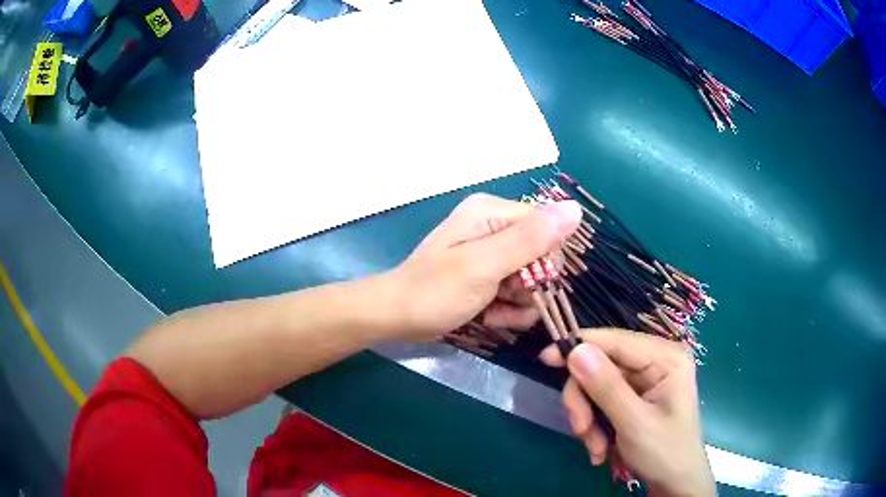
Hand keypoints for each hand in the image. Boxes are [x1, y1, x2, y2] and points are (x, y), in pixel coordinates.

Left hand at [388, 193, 580, 339]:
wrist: (397, 316)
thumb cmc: (434, 292)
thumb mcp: (484, 266)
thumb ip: (530, 239)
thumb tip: (575, 209)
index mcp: (493, 212)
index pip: (548, 228)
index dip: (546, 262)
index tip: (527, 286)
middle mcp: (494, 225)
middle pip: (542, 256)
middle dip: (530, 288)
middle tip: (506, 300)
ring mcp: (491, 250)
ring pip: (532, 278)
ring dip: (520, 304)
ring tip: (494, 314)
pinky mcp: (488, 272)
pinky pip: (516, 290)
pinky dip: (508, 309)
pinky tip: (490, 317)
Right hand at [540, 329, 714, 496]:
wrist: (674, 483)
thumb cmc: (664, 452)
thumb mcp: (634, 423)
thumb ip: (606, 387)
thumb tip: (574, 350)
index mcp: (665, 357)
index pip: (614, 340)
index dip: (578, 346)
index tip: (544, 360)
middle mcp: (654, 361)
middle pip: (600, 366)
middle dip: (585, 401)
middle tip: (581, 430)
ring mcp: (643, 380)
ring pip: (595, 386)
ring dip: (588, 420)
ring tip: (595, 449)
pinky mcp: (633, 397)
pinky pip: (600, 402)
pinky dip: (594, 426)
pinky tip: (600, 448)